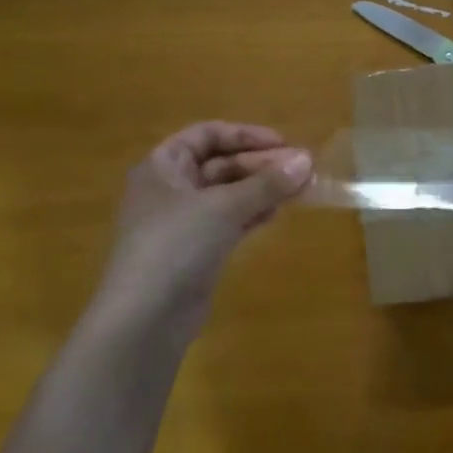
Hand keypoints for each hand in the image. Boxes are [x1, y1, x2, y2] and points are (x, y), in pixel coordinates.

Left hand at [80, 122, 311, 354]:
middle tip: (302, 170)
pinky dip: (253, 214)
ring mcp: (182, 222)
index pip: (207, 135)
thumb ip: (267, 183)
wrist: (145, 317)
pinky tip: (277, 213)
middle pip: (221, 164)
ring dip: (263, 189)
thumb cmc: (176, 245)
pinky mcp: (196, 251)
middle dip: (262, 165)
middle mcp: (170, 189)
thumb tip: (307, 160)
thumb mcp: (225, 207)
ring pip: (229, 195)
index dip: (245, 135)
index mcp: (162, 166)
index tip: (284, 144)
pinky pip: (229, 221)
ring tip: (301, 190)